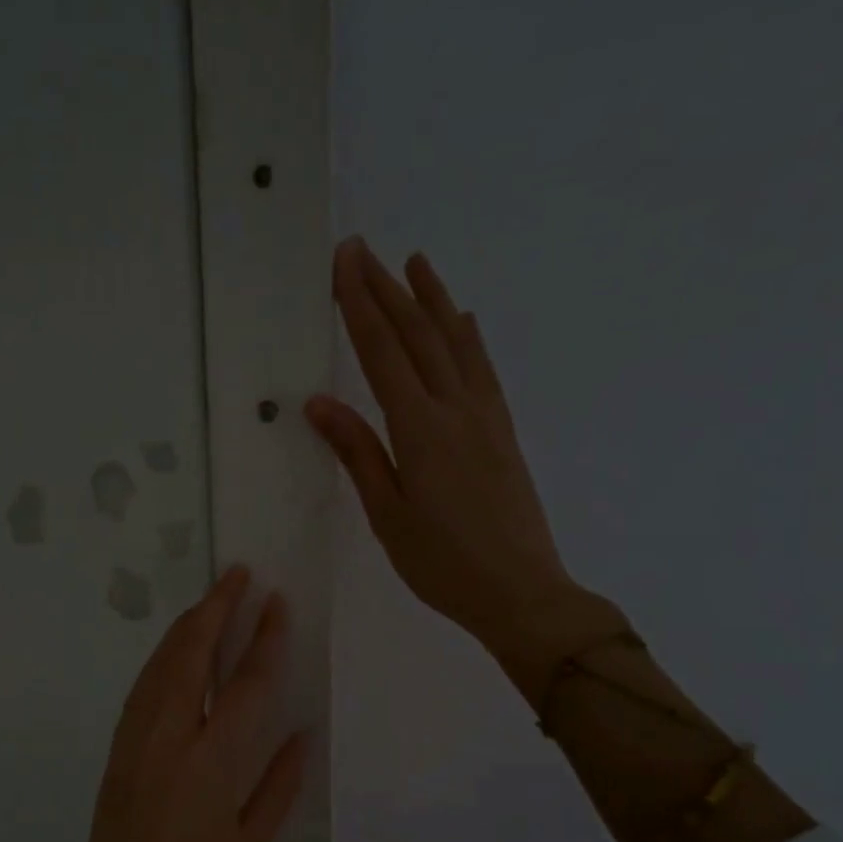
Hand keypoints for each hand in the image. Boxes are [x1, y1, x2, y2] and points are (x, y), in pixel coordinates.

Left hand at [8, 566, 307, 841]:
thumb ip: (280, 784)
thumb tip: (303, 732)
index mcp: (210, 767)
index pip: (246, 684)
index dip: (264, 638)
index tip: (277, 602)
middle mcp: (166, 743)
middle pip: (191, 656)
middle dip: (216, 608)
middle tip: (238, 573)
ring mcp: (132, 746)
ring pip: (159, 668)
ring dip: (185, 628)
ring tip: (211, 600)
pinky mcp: (114, 756)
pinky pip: (140, 693)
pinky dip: (162, 661)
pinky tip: (177, 652)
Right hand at [308, 236, 576, 655]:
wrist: (521, 592)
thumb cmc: (443, 564)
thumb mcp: (388, 515)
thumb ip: (359, 453)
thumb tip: (321, 404)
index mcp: (420, 429)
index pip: (382, 352)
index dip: (360, 304)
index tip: (344, 261)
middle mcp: (456, 409)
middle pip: (418, 336)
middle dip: (388, 289)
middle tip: (363, 249)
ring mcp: (486, 417)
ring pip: (456, 343)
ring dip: (433, 300)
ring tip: (416, 262)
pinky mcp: (503, 431)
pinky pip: (482, 369)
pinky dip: (468, 337)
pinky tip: (463, 322)